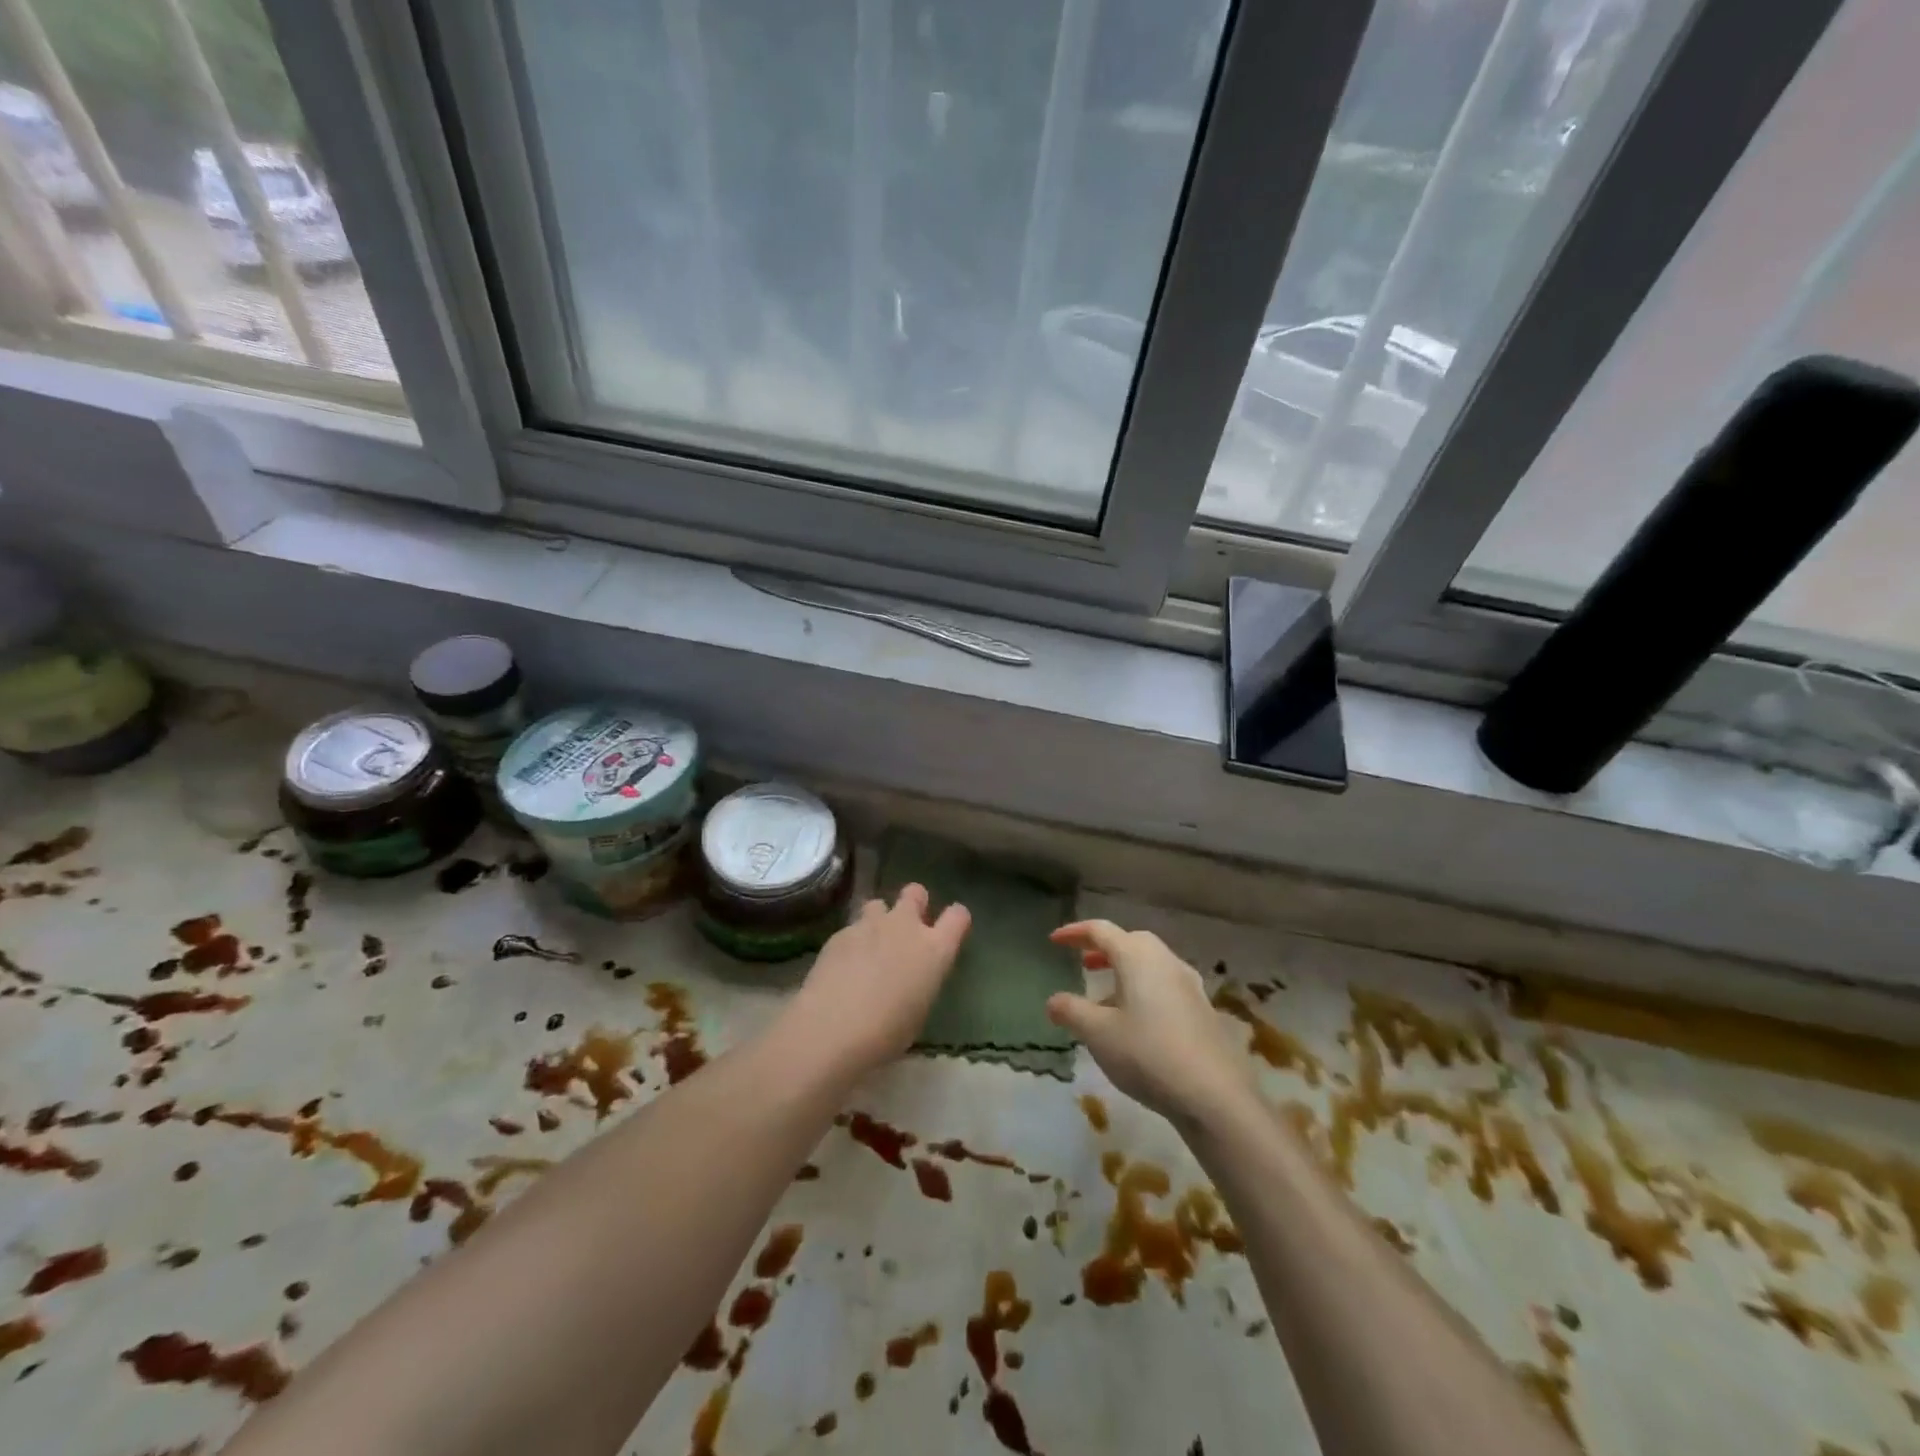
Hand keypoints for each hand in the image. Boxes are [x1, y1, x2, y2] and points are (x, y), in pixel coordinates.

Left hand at [790, 885, 970, 1076]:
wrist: (832, 1028)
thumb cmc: (886, 1033)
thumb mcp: (918, 1010)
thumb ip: (921, 980)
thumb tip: (911, 975)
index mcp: (934, 949)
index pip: (958, 916)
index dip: (955, 919)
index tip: (949, 930)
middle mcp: (905, 927)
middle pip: (915, 892)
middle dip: (914, 903)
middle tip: (906, 927)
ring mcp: (870, 925)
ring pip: (879, 904)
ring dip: (879, 919)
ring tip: (870, 945)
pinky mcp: (840, 933)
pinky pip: (852, 927)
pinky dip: (852, 941)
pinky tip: (843, 965)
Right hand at [1047, 920, 1257, 1129]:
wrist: (1215, 1095)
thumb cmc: (1148, 1054)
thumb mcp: (1098, 1034)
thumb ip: (1071, 1011)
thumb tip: (1053, 1000)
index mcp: (1137, 957)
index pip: (1101, 930)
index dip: (1075, 932)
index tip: (1054, 940)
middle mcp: (1165, 960)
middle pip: (1130, 941)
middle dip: (1104, 949)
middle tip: (1084, 963)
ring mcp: (1188, 984)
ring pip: (1150, 964)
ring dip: (1125, 971)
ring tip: (1105, 997)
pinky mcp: (1202, 1009)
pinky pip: (1165, 985)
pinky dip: (1143, 989)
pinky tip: (1135, 1021)